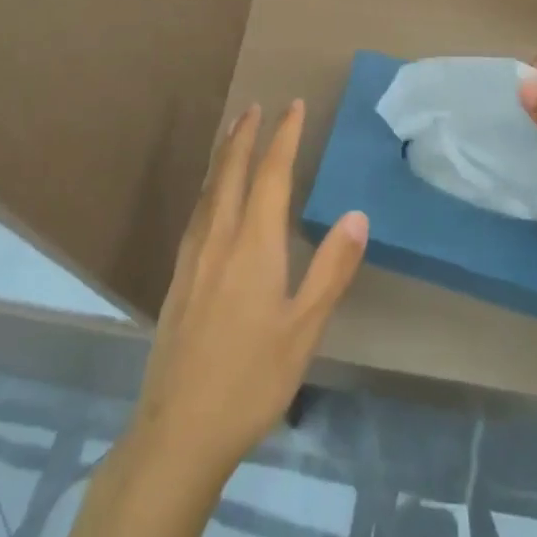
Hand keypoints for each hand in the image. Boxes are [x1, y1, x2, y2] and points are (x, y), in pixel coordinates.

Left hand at [126, 101, 368, 478]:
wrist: (179, 430)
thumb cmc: (252, 379)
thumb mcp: (305, 329)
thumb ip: (331, 269)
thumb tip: (357, 214)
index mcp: (253, 244)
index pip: (271, 174)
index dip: (284, 136)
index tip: (293, 105)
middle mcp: (219, 238)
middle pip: (230, 171)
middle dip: (244, 134)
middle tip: (256, 106)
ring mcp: (193, 256)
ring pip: (208, 189)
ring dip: (223, 155)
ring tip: (233, 135)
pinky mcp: (178, 277)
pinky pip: (197, 211)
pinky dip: (209, 185)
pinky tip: (210, 198)